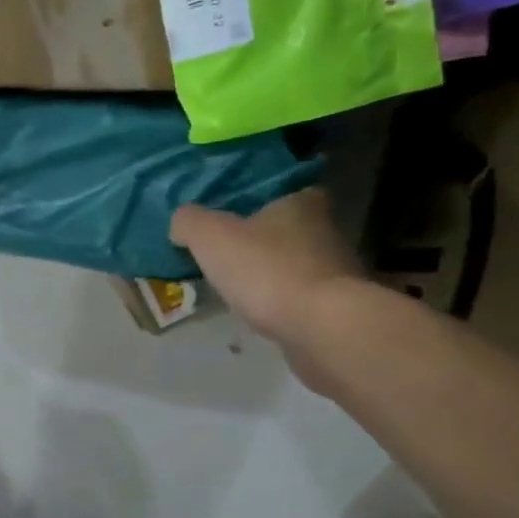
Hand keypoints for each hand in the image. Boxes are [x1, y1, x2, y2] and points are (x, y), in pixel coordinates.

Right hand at [170, 189, 363, 353]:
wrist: (322, 328)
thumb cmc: (266, 269)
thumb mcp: (210, 236)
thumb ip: (189, 221)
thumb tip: (182, 223)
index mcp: (300, 202)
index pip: (278, 189)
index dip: (252, 201)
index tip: (229, 215)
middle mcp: (325, 229)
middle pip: (285, 228)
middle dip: (258, 239)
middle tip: (224, 251)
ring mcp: (335, 271)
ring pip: (293, 264)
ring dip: (269, 273)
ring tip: (235, 286)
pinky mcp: (336, 307)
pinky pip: (298, 297)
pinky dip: (279, 302)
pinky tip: (257, 312)